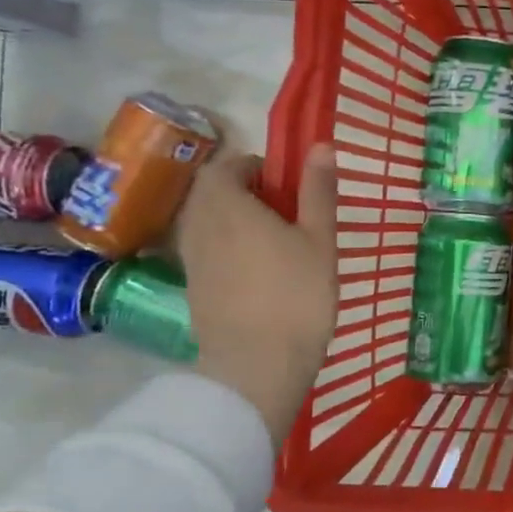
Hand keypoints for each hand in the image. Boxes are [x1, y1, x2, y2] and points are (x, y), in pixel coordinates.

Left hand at [177, 146, 338, 446]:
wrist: (257, 366)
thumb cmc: (297, 295)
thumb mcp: (319, 239)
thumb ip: (317, 192)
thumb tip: (320, 146)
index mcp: (228, 205)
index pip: (225, 167)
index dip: (253, 167)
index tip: (284, 183)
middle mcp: (199, 226)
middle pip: (210, 194)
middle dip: (241, 193)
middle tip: (283, 209)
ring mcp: (192, 261)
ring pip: (205, 223)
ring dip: (232, 220)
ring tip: (273, 240)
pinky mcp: (193, 289)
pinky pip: (205, 251)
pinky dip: (227, 248)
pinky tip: (259, 271)